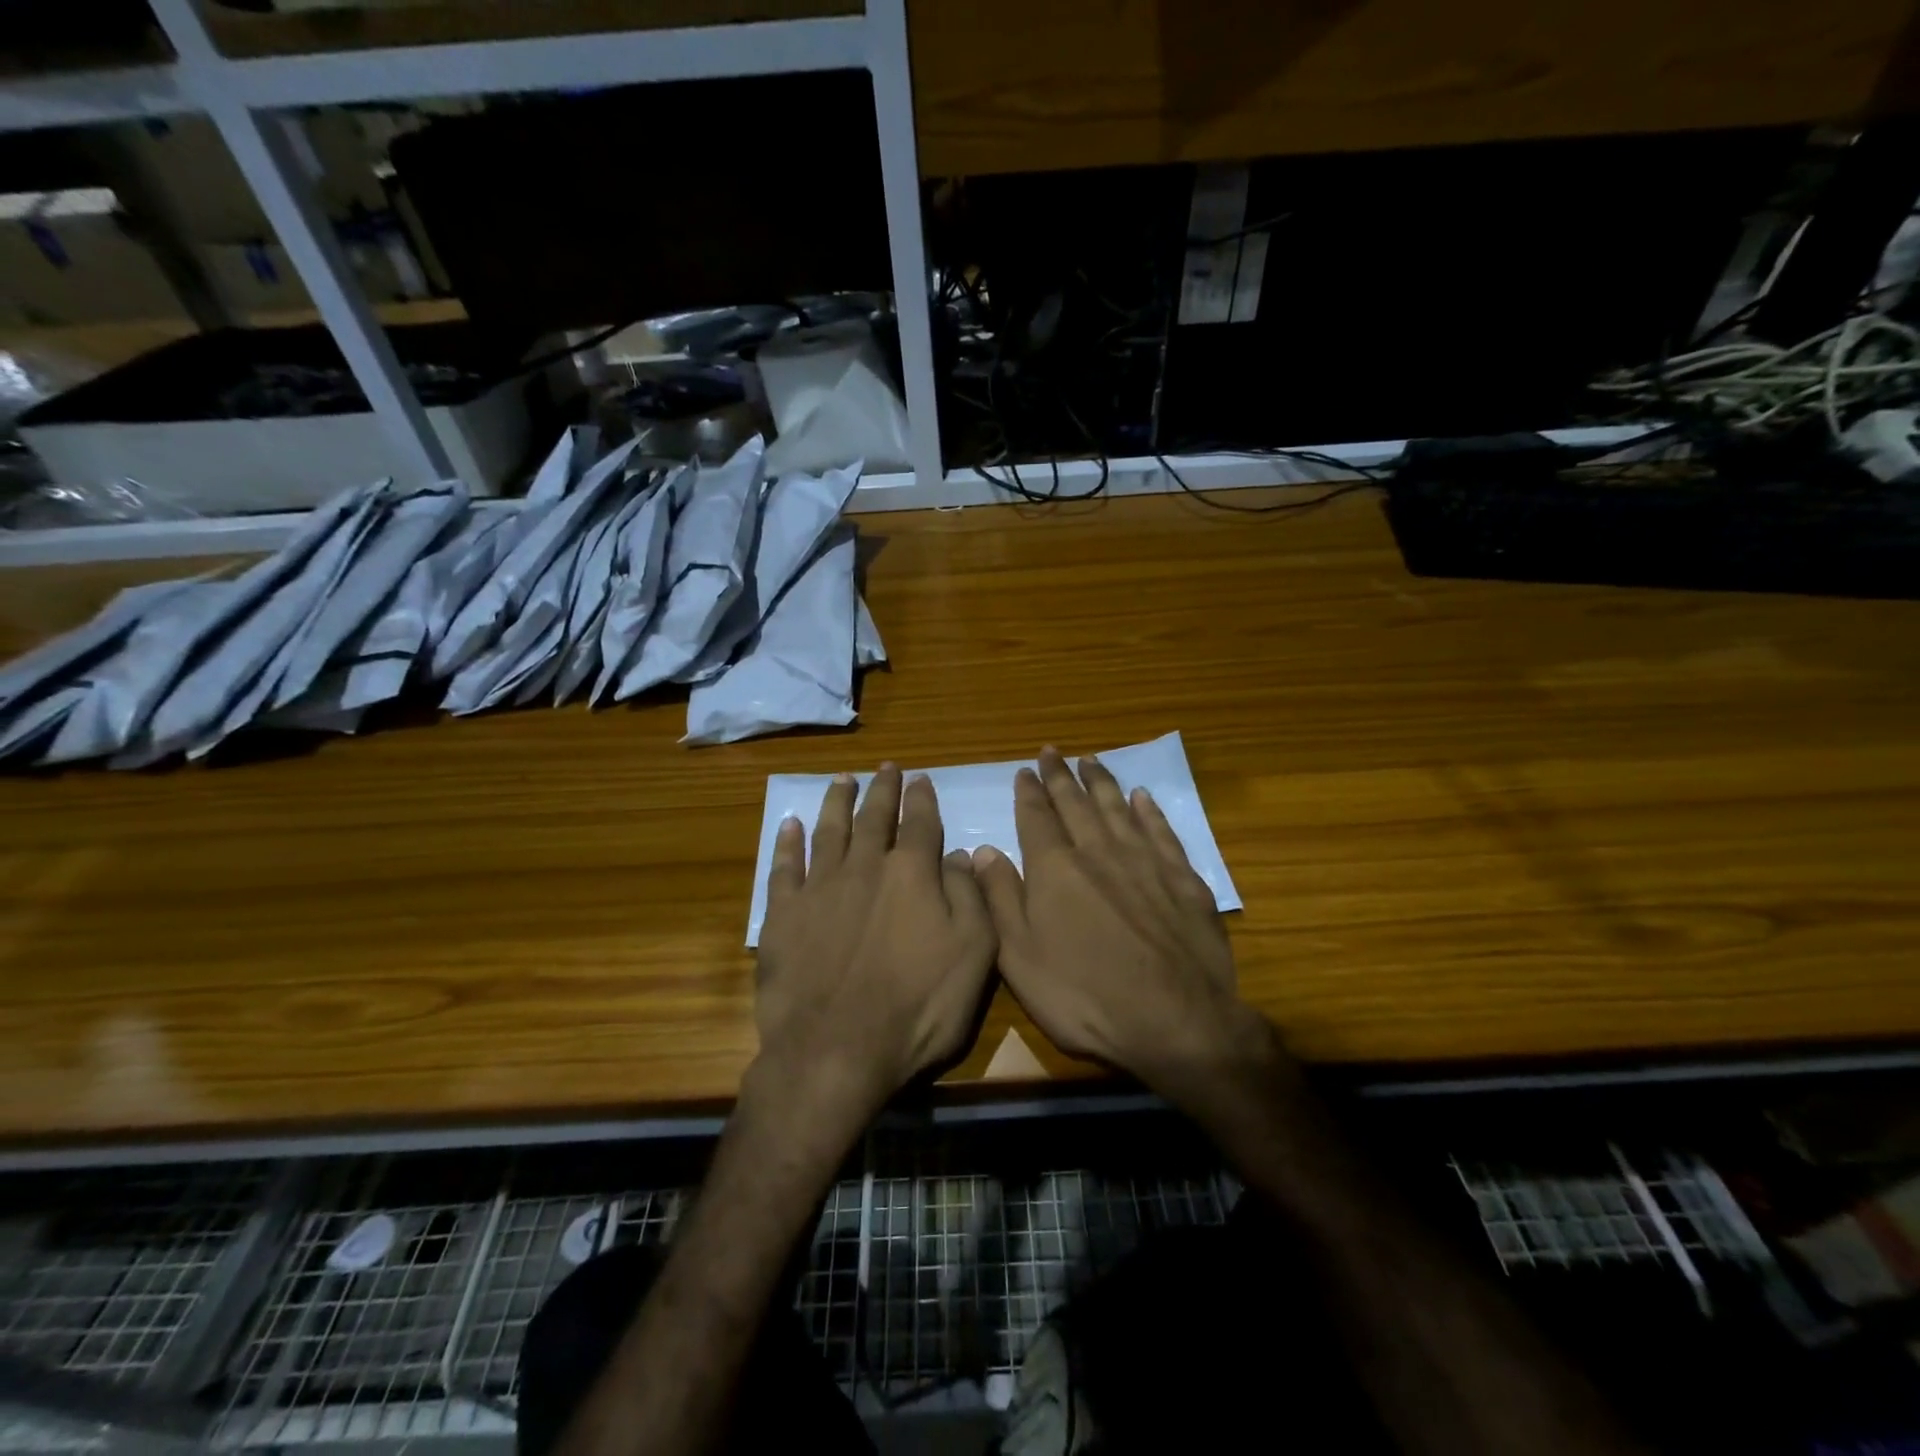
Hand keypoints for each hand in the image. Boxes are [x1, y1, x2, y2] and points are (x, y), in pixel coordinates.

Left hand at [756, 764, 996, 1114]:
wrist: (836, 1050)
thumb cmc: (918, 1007)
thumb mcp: (974, 953)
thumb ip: (969, 896)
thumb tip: (960, 854)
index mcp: (911, 874)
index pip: (920, 823)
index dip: (922, 799)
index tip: (921, 778)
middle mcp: (864, 867)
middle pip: (874, 818)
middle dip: (882, 790)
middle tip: (885, 767)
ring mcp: (819, 888)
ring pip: (829, 831)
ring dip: (837, 802)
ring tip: (842, 780)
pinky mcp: (783, 915)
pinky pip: (784, 867)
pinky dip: (787, 843)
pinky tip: (790, 825)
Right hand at [971, 747, 1251, 1094]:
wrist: (1175, 1020)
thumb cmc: (1084, 995)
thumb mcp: (1020, 957)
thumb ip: (1000, 898)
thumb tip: (983, 851)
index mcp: (1055, 869)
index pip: (1037, 818)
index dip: (1029, 792)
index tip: (1025, 770)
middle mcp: (1098, 852)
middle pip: (1076, 804)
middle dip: (1061, 776)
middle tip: (1052, 752)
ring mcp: (1144, 861)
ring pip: (1117, 808)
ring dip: (1101, 782)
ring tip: (1090, 760)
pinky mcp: (1182, 878)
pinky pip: (1161, 831)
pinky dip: (1148, 810)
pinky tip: (1141, 797)